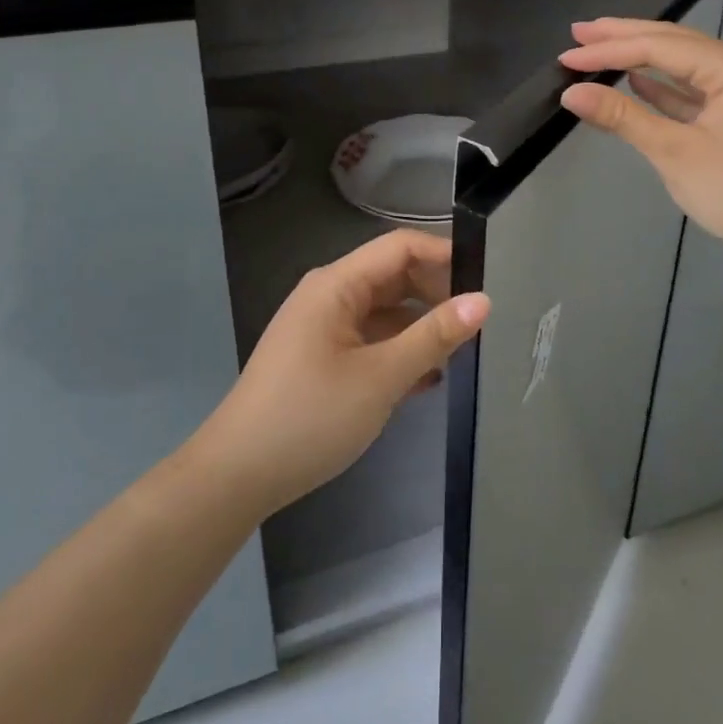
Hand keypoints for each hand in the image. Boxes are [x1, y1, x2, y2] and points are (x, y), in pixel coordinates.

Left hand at [190, 231, 488, 518]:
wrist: (236, 476)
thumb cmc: (310, 416)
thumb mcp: (382, 377)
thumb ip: (434, 336)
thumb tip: (483, 300)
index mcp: (337, 284)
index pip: (400, 247)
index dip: (444, 255)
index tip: (485, 280)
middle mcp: (329, 295)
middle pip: (393, 277)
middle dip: (436, 293)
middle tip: (479, 321)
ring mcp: (322, 327)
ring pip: (384, 311)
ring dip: (420, 327)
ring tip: (461, 351)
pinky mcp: (320, 357)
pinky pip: (369, 339)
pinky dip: (398, 351)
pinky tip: (426, 379)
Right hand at [557, 17, 722, 268]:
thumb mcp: (676, 153)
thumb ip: (623, 117)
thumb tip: (573, 93)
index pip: (658, 47)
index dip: (608, 49)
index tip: (566, 55)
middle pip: (675, 43)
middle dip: (624, 37)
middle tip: (578, 31)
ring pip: (688, 66)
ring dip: (644, 60)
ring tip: (601, 49)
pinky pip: (701, 90)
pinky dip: (669, 88)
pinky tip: (640, 83)